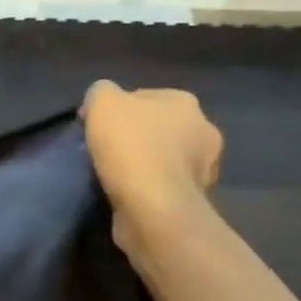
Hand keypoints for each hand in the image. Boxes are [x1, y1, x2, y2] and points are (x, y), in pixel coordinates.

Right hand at [81, 81, 223, 251]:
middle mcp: (203, 131)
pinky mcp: (195, 200)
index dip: (117, 110)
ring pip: (163, 159)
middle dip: (136, 137)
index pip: (144, 98)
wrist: (152, 208)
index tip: (95, 128)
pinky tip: (128, 194)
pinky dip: (148, 189)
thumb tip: (101, 106)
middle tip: (104, 151)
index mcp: (185, 103)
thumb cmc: (130, 146)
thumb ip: (101, 92)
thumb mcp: (101, 101)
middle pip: (157, 128)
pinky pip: (164, 187)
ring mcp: (204, 169)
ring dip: (143, 165)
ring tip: (113, 176)